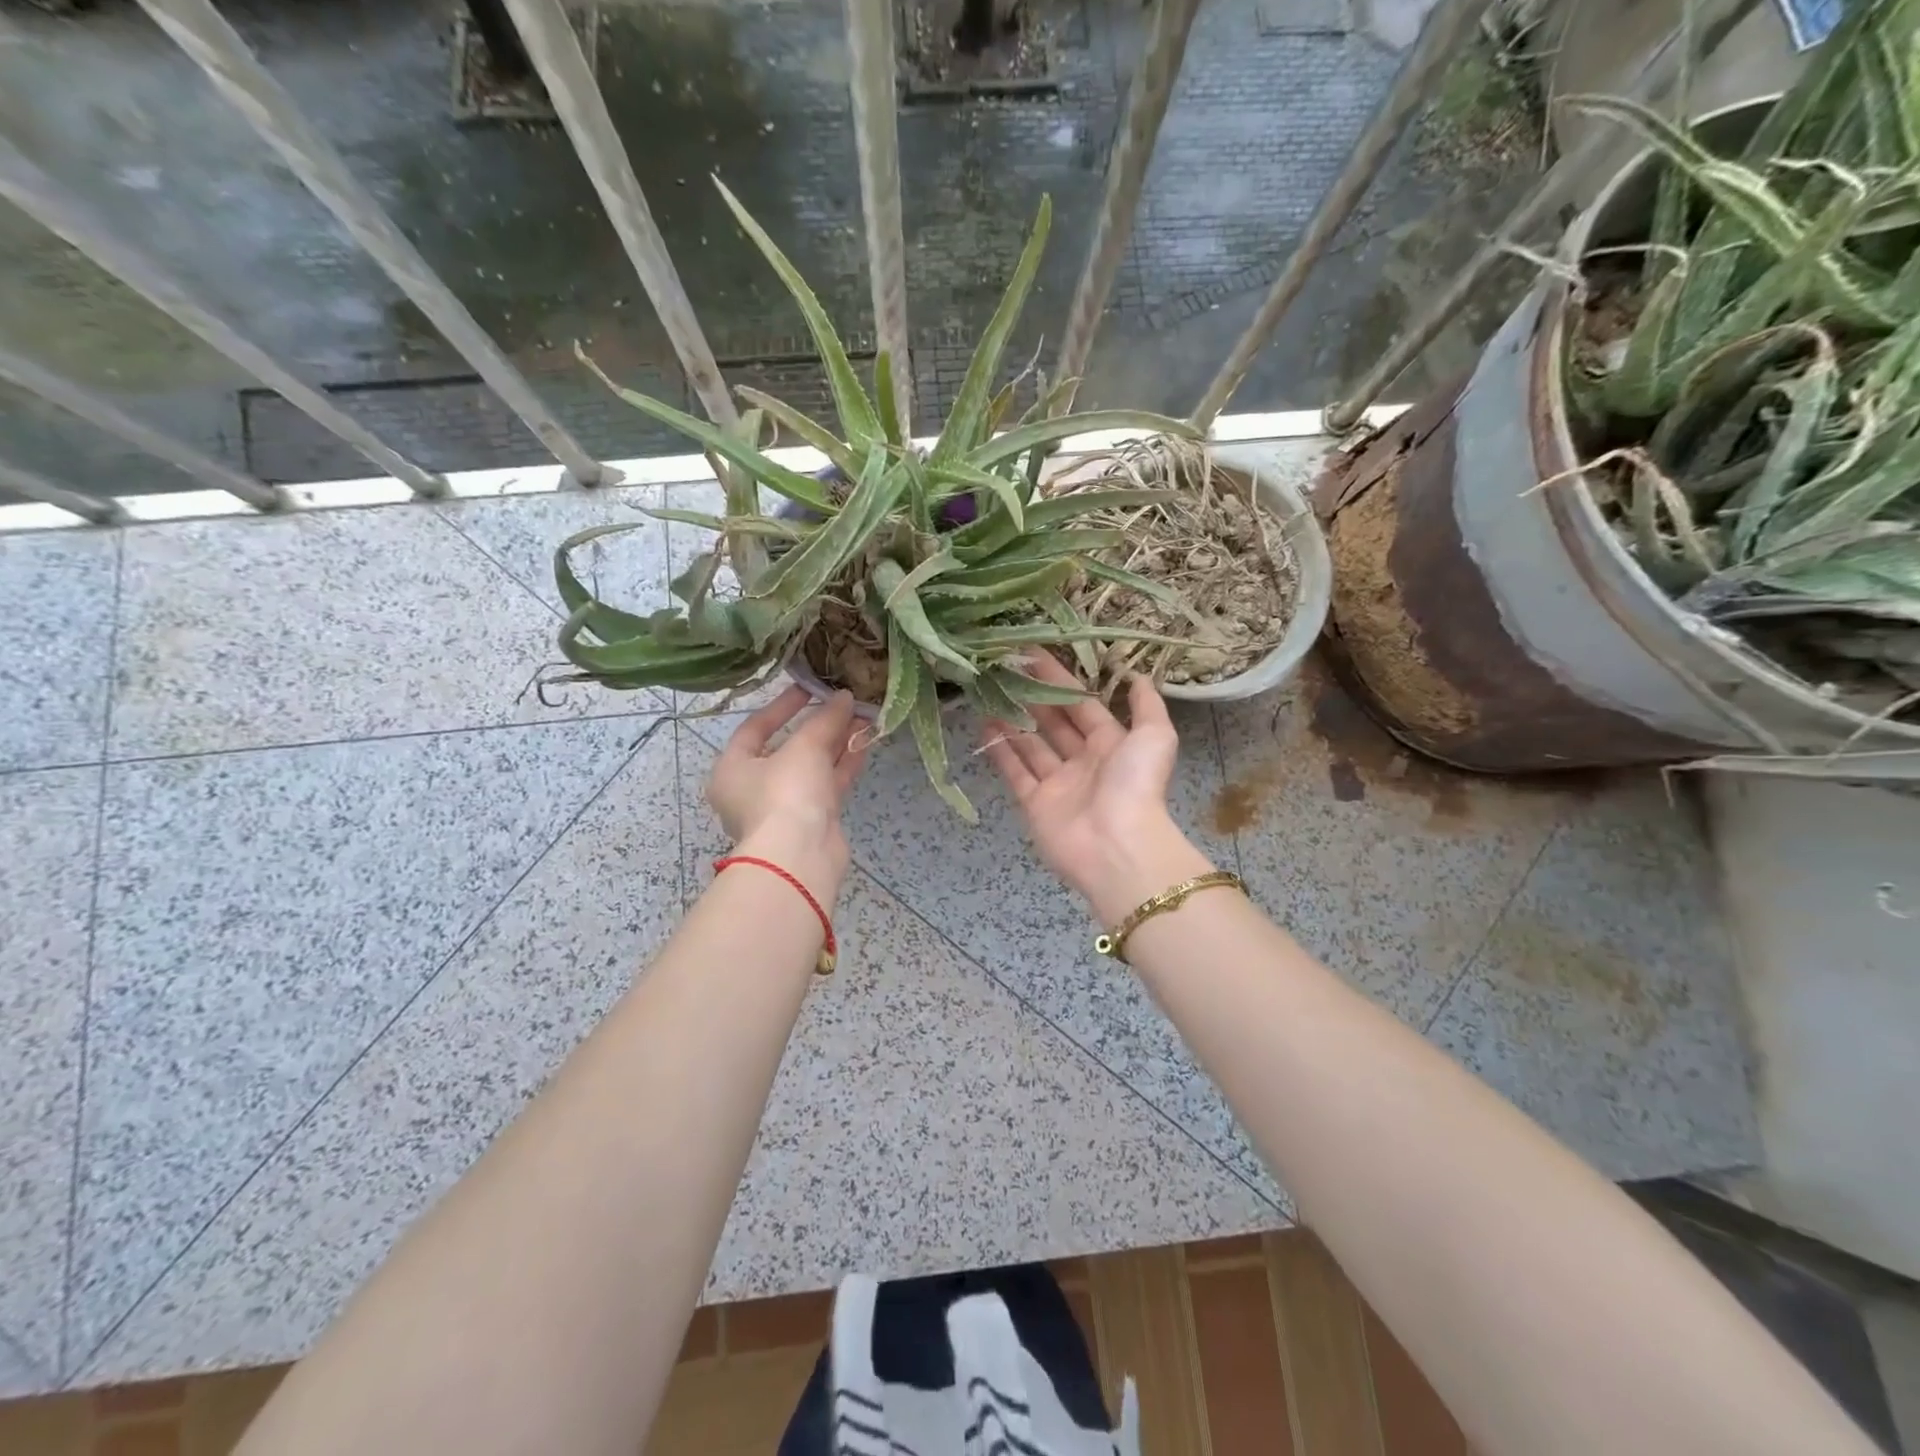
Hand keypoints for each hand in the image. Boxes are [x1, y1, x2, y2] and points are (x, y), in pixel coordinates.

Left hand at [709, 686, 868, 901]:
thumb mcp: (804, 748)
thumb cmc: (785, 794)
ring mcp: (784, 807)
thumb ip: (825, 719)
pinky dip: (844, 764)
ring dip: (836, 742)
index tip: (809, 688)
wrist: (800, 858)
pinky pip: (827, 784)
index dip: (783, 705)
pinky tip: (865, 742)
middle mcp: (753, 788)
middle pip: (787, 747)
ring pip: (812, 767)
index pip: (755, 727)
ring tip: (862, 717)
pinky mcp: (811, 821)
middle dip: (818, 724)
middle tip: (843, 702)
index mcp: (732, 769)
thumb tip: (844, 697)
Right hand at [979, 656, 1214, 925]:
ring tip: (988, 691)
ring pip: (1030, 745)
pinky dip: (1000, 750)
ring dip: (1012, 720)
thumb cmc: (1135, 785)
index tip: (1033, 654)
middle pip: (1053, 722)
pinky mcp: (1034, 804)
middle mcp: (1083, 762)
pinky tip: (983, 724)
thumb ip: (1147, 705)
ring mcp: (1057, 784)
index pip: (1081, 705)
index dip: (1059, 679)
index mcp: (1111, 744)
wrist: (1116, 846)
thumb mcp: (1154, 736)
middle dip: (1031, 697)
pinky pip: (1015, 772)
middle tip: (1004, 668)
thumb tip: (1137, 676)